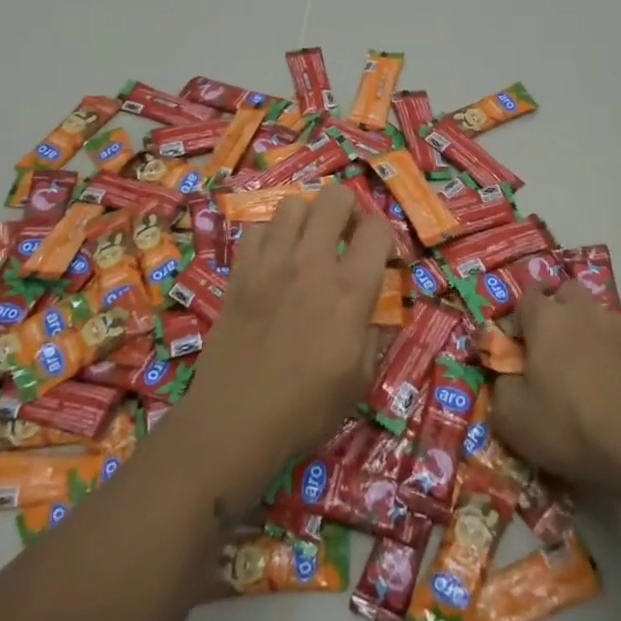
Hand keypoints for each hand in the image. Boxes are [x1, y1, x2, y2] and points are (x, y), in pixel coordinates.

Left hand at [179, 184, 391, 478]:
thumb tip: (380, 310)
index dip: (385, 237)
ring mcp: (270, 263)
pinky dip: (268, 236)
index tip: (381, 257)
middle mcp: (311, 263)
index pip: (377, 229)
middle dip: (349, 209)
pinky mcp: (239, 273)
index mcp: (349, 290)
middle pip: (335, 198)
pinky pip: (254, 229)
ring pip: (292, 205)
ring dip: (307, 217)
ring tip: (307, 243)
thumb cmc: (306, 409)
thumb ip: (376, 334)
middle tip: (346, 235)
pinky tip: (272, 260)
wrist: (235, 422)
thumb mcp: (360, 379)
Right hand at [491, 282, 620, 503]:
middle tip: (551, 348)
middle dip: (557, 310)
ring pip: (598, 316)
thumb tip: (506, 374)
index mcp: (547, 319)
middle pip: (567, 292)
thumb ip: (500, 385)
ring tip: (585, 372)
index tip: (518, 344)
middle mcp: (584, 312)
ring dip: (588, 333)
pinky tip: (616, 390)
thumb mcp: (511, 418)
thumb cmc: (568, 426)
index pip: (526, 295)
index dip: (519, 316)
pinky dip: (616, 357)